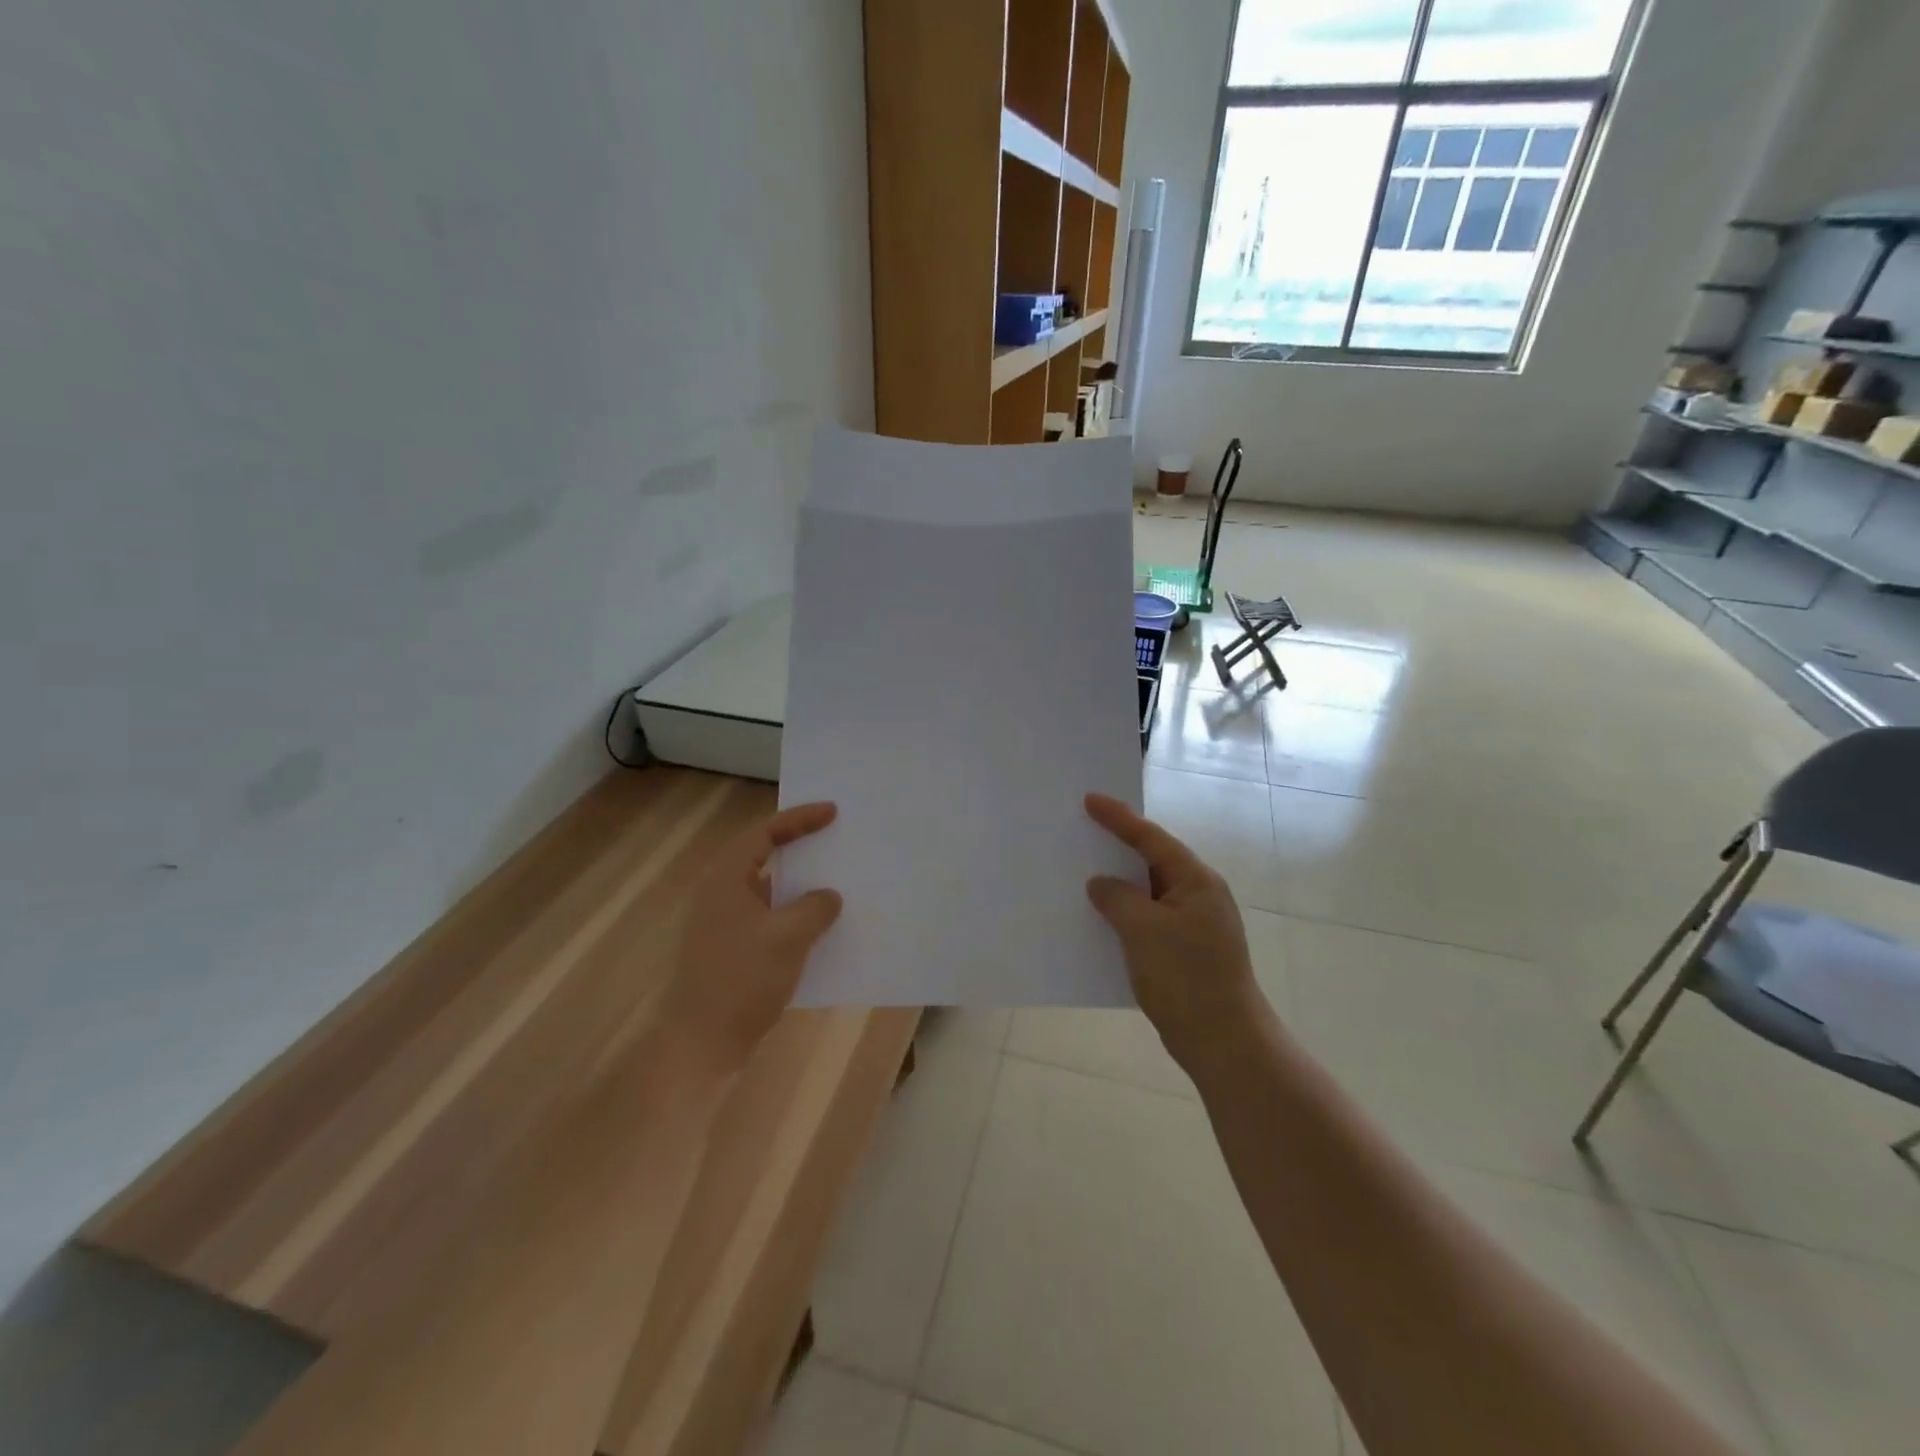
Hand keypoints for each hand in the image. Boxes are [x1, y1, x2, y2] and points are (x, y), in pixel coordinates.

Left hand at [663, 802, 843, 1071]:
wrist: (701, 1045)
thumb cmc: (742, 980)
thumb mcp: (788, 937)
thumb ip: (815, 907)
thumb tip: (828, 896)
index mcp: (727, 879)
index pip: (765, 832)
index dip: (800, 819)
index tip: (833, 812)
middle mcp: (721, 894)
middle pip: (764, 856)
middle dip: (801, 846)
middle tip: (835, 838)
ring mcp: (724, 924)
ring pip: (768, 890)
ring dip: (800, 884)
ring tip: (836, 880)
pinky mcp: (732, 950)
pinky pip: (769, 917)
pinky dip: (793, 914)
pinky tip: (820, 927)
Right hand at [1084, 792, 1267, 1070]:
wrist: (1224, 1042)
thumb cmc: (1186, 978)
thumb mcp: (1143, 930)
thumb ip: (1117, 898)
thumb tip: (1101, 884)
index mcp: (1196, 880)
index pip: (1151, 838)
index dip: (1119, 818)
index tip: (1089, 800)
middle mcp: (1199, 895)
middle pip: (1153, 860)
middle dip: (1118, 846)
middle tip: (1083, 829)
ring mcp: (1195, 924)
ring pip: (1149, 892)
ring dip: (1119, 884)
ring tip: (1082, 872)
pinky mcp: (1186, 950)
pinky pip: (1149, 918)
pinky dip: (1125, 914)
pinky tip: (1100, 919)